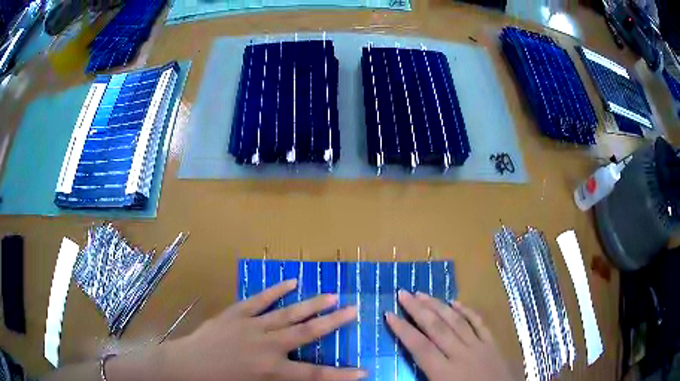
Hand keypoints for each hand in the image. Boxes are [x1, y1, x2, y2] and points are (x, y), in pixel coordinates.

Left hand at [159, 279, 365, 380]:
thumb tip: (302, 376)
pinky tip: (292, 281)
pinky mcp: (237, 313)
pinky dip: (276, 291)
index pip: (315, 375)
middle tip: (354, 310)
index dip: (342, 375)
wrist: (189, 366)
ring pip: (288, 313)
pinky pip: (260, 300)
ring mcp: (252, 326)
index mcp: (272, 370)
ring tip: (332, 295)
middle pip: (307, 333)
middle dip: (333, 322)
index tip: (364, 371)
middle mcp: (267, 346)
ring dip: (312, 304)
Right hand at [386, 291, 513, 380]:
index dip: (403, 330)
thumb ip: (423, 378)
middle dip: (418, 310)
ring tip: (423, 293)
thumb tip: (404, 367)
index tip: (388, 314)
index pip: (419, 347)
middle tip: (403, 294)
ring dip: (438, 306)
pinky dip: (467, 311)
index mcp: (445, 373)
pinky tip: (456, 302)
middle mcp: (461, 355)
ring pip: (456, 322)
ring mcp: (479, 347)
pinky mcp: (492, 344)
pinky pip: (479, 323)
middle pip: (436, 328)